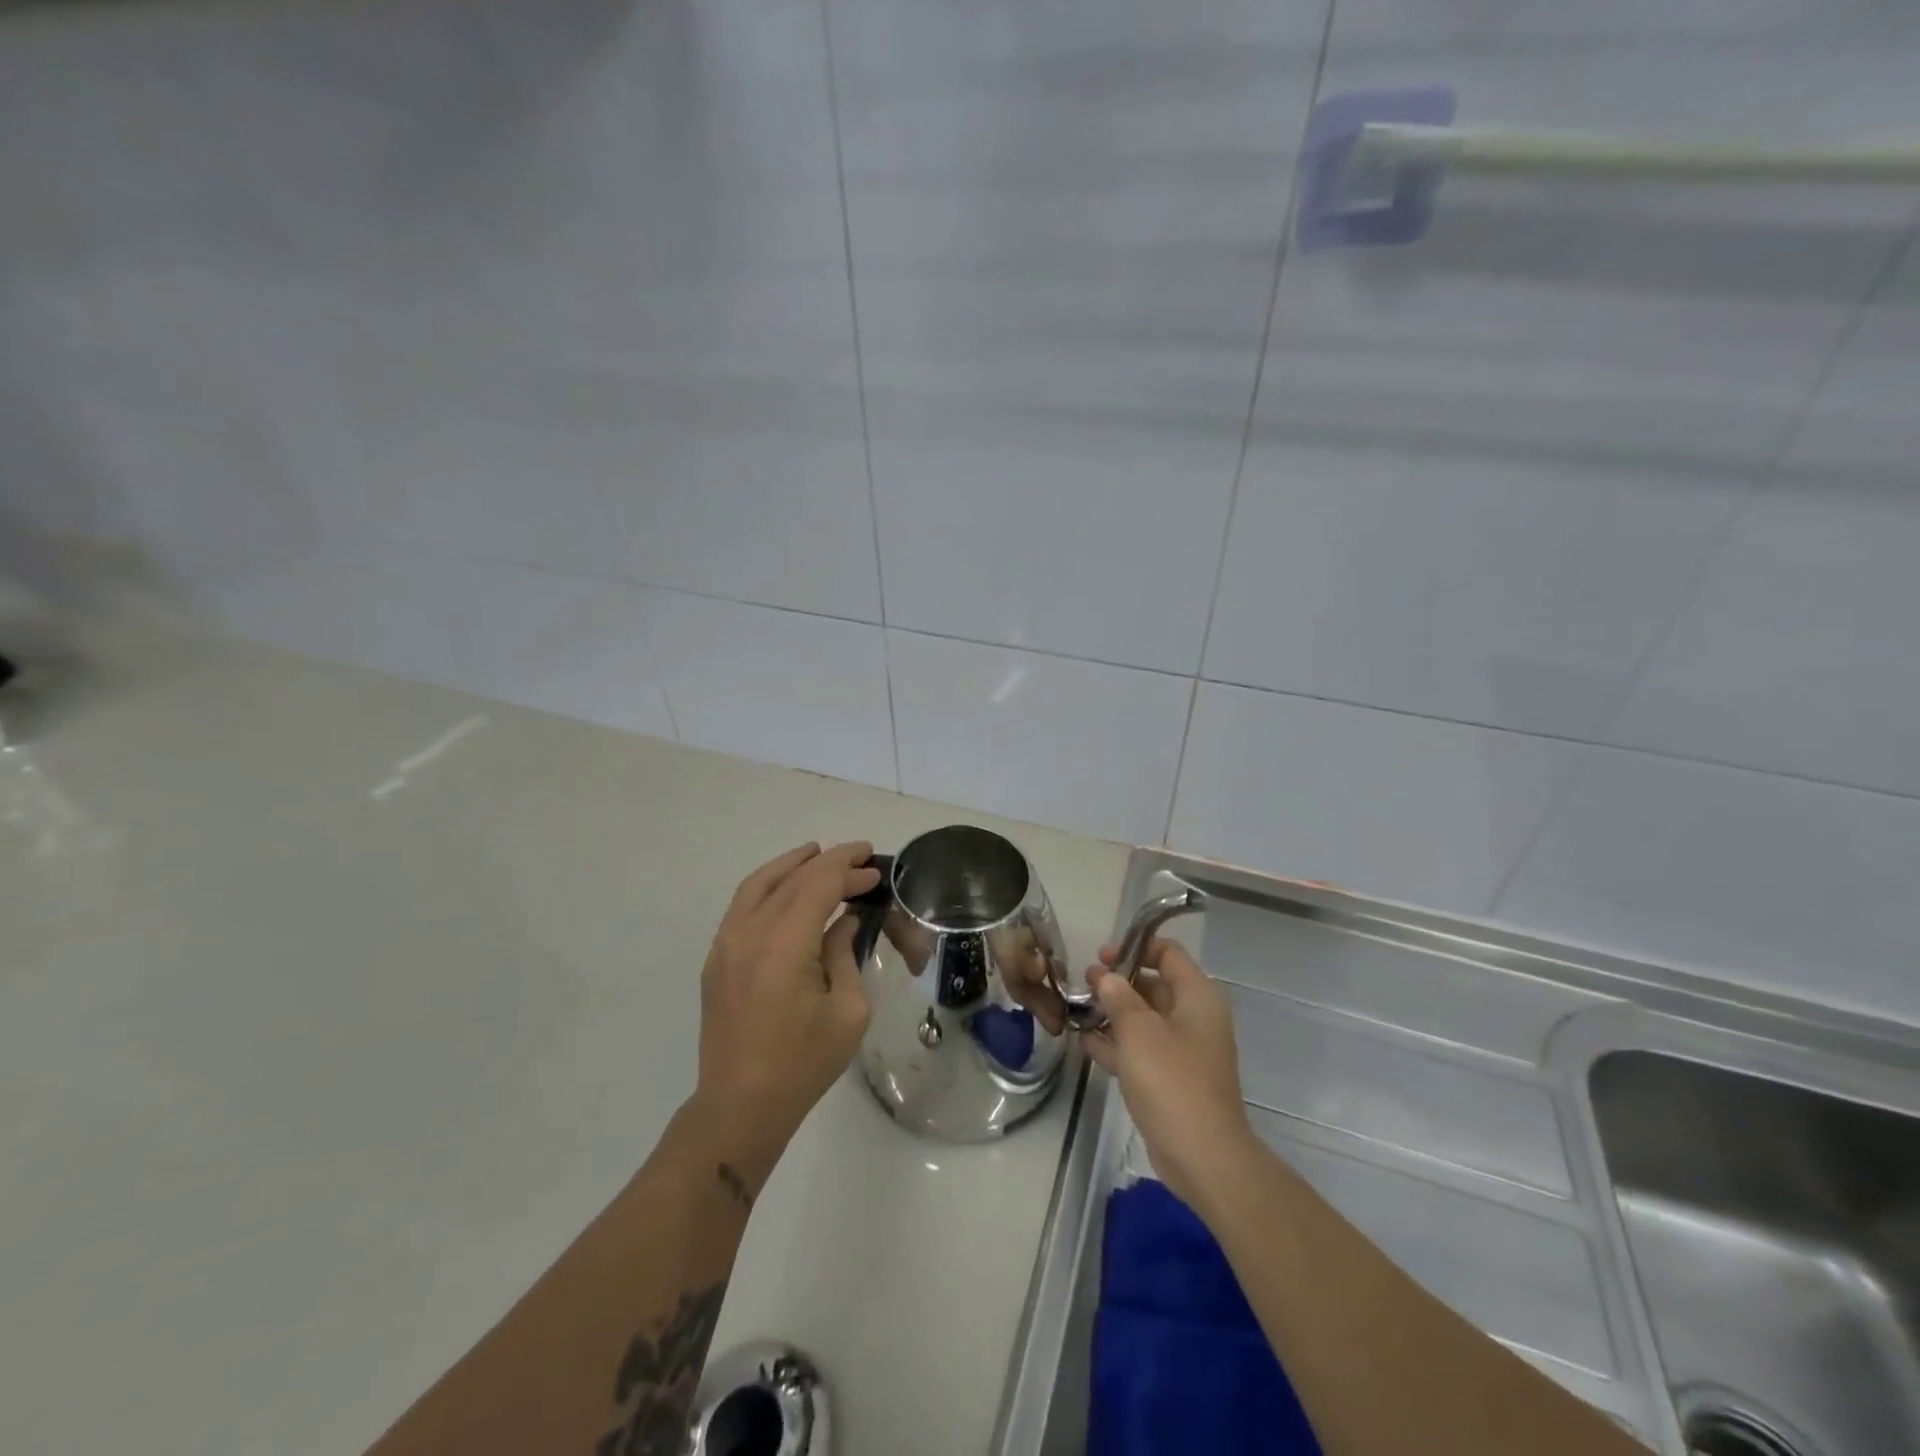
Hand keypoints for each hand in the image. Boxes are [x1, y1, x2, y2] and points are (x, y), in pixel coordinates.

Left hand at [694, 841, 881, 1152]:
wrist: (740, 1106)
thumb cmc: (803, 1063)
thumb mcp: (847, 1010)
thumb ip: (844, 954)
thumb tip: (844, 922)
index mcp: (785, 946)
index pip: (819, 884)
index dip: (848, 870)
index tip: (874, 868)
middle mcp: (750, 934)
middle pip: (792, 879)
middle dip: (829, 863)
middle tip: (860, 859)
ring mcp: (726, 944)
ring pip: (759, 884)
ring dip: (792, 864)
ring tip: (818, 853)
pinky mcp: (716, 958)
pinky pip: (742, 905)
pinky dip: (767, 885)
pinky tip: (786, 888)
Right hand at [1082, 937, 1258, 1208]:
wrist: (1203, 1156)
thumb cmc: (1172, 1081)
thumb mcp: (1138, 1031)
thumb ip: (1118, 997)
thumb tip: (1106, 978)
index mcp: (1197, 996)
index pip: (1168, 953)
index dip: (1134, 947)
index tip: (1101, 957)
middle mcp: (1194, 1017)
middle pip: (1154, 984)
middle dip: (1119, 981)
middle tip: (1084, 983)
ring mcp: (1184, 1050)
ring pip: (1145, 1019)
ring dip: (1114, 1012)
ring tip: (1079, 1008)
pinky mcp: (1172, 1079)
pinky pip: (1141, 1049)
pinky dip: (1117, 1043)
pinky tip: (1085, 1041)